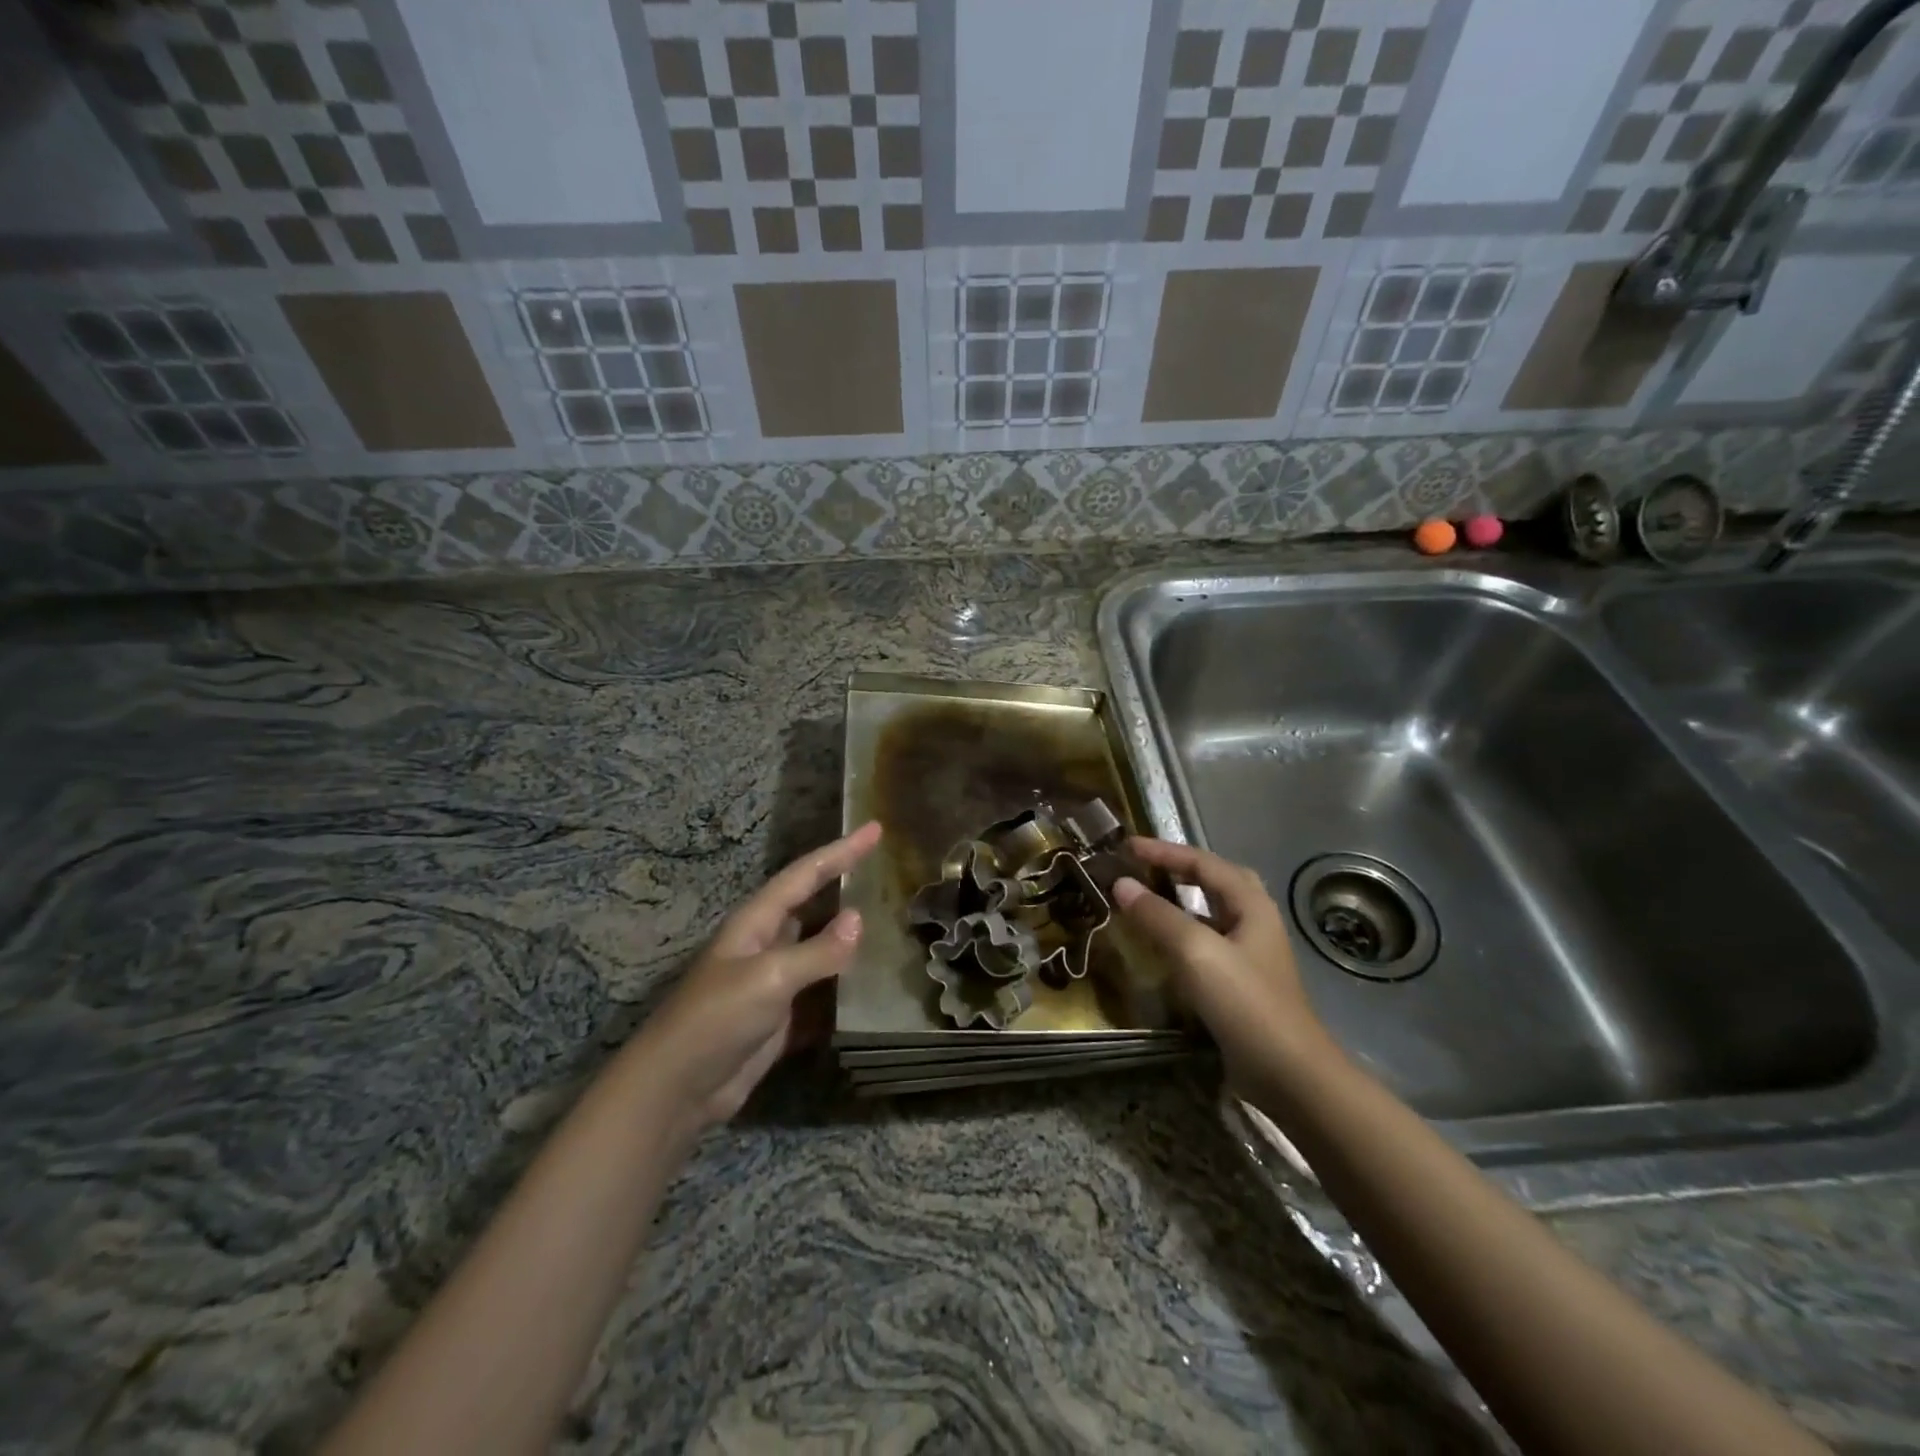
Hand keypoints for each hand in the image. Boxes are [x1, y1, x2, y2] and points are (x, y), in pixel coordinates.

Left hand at [634, 821, 881, 1132]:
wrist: (679, 1088)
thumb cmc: (717, 1019)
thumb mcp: (769, 978)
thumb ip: (816, 951)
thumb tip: (859, 919)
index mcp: (757, 922)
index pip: (806, 874)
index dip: (841, 851)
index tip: (875, 829)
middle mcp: (767, 943)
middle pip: (812, 904)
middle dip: (844, 883)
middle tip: (885, 868)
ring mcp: (774, 981)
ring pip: (819, 947)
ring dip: (849, 936)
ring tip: (890, 920)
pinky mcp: (781, 1017)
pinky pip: (821, 990)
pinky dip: (845, 984)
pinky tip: (872, 983)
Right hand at [1112, 838, 1334, 1086]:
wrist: (1289, 1074)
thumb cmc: (1245, 1003)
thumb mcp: (1196, 952)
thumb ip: (1157, 915)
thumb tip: (1121, 884)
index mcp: (1251, 904)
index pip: (1203, 862)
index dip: (1164, 851)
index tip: (1126, 846)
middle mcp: (1254, 921)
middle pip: (1215, 880)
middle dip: (1179, 868)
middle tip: (1143, 866)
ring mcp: (1250, 954)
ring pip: (1211, 913)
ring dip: (1179, 900)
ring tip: (1146, 898)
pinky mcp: (1241, 982)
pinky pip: (1206, 943)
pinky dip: (1181, 933)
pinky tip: (1161, 946)